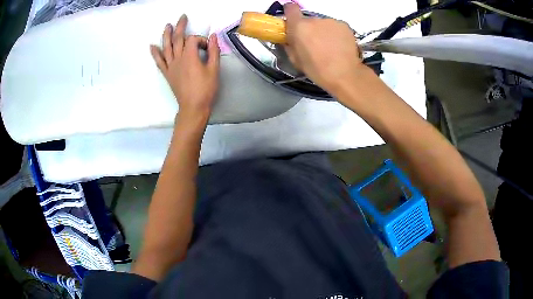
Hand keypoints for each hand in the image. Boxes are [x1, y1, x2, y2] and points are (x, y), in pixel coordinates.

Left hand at [150, 15, 219, 119]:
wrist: (193, 107)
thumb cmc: (206, 89)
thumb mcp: (214, 69)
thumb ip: (213, 51)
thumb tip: (213, 36)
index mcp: (190, 57)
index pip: (193, 40)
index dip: (202, 40)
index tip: (208, 48)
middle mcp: (178, 59)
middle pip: (178, 39)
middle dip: (181, 27)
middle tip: (182, 17)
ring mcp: (171, 66)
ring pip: (166, 47)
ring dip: (166, 35)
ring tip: (167, 26)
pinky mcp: (167, 73)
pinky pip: (159, 62)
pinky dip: (155, 54)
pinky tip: (152, 46)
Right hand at [284, 3, 365, 94]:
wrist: (344, 74)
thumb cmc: (317, 69)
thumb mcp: (295, 60)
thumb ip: (289, 44)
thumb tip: (288, 38)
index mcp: (299, 27)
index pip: (291, 8)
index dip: (290, 12)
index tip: (292, 19)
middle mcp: (314, 19)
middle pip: (308, 20)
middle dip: (309, 29)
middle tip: (314, 43)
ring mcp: (331, 21)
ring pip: (323, 24)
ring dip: (323, 32)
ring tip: (329, 47)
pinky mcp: (344, 25)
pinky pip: (335, 27)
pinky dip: (335, 34)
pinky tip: (338, 46)